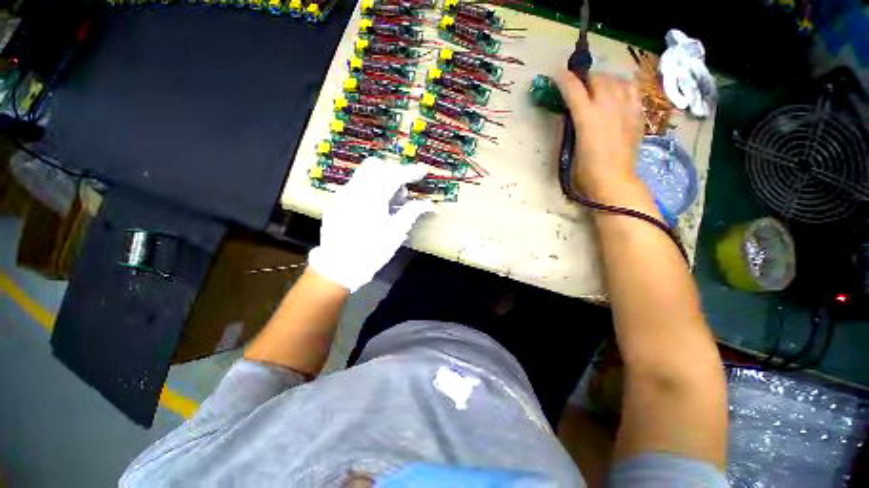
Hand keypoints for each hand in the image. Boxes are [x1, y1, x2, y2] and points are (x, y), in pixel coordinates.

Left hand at [308, 158, 434, 291]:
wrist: (338, 267)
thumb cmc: (372, 251)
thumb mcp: (396, 233)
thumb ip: (411, 212)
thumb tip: (428, 204)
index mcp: (372, 196)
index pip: (394, 174)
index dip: (410, 171)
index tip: (422, 171)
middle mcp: (354, 189)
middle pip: (375, 166)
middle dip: (393, 171)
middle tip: (404, 187)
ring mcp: (342, 195)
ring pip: (363, 175)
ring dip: (380, 179)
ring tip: (392, 199)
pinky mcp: (335, 204)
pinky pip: (354, 187)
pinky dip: (369, 189)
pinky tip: (374, 207)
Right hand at [556, 71, 643, 198]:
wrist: (614, 181)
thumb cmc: (585, 172)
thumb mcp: (570, 149)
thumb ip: (570, 127)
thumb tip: (569, 113)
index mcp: (587, 118)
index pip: (573, 89)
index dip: (563, 79)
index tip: (556, 73)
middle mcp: (608, 106)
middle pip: (597, 78)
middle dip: (585, 78)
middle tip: (578, 85)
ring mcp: (626, 109)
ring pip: (616, 80)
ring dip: (604, 80)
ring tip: (598, 87)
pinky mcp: (637, 115)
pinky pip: (632, 90)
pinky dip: (622, 86)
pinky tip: (618, 92)